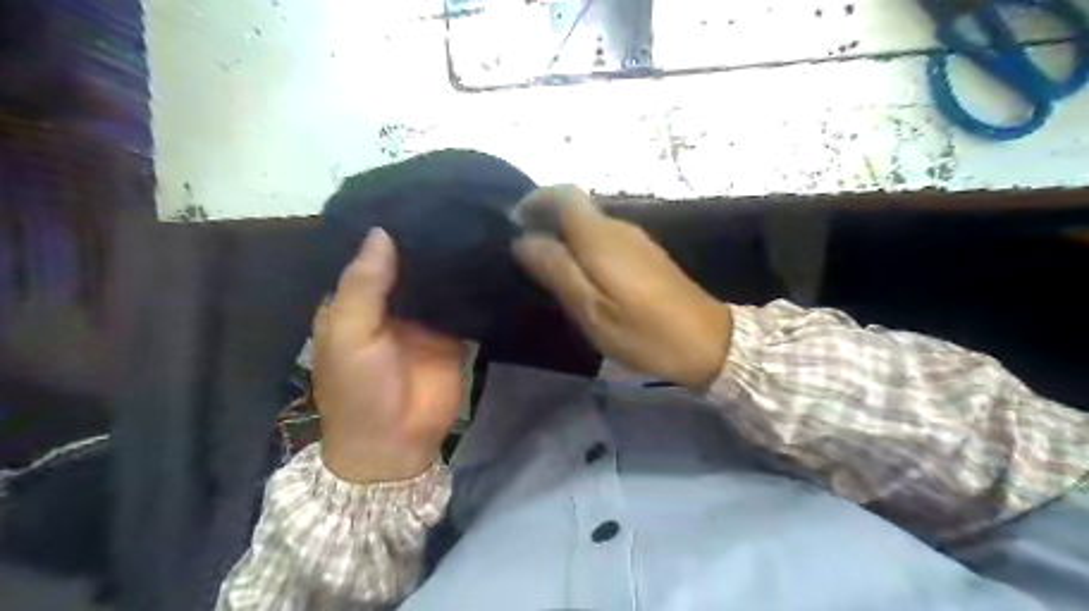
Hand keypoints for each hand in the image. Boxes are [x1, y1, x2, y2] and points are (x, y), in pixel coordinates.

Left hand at [314, 227, 467, 482]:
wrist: (396, 442)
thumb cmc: (359, 389)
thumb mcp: (349, 334)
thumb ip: (364, 285)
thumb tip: (382, 231)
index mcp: (358, 301)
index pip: (374, 256)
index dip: (390, 231)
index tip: (417, 196)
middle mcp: (393, 305)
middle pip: (411, 265)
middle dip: (428, 242)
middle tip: (457, 203)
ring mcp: (426, 320)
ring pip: (439, 282)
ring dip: (452, 261)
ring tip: (477, 221)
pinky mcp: (454, 335)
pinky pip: (463, 306)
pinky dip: (472, 288)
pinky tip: (489, 259)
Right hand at [512, 184, 729, 389]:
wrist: (710, 343)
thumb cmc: (644, 332)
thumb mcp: (591, 309)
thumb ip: (556, 270)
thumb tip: (523, 240)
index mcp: (601, 237)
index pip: (563, 194)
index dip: (535, 200)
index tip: (515, 225)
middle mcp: (619, 228)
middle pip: (575, 208)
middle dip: (546, 222)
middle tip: (527, 257)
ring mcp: (637, 240)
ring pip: (590, 225)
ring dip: (565, 239)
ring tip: (549, 272)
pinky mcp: (647, 255)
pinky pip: (605, 240)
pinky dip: (584, 250)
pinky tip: (582, 280)